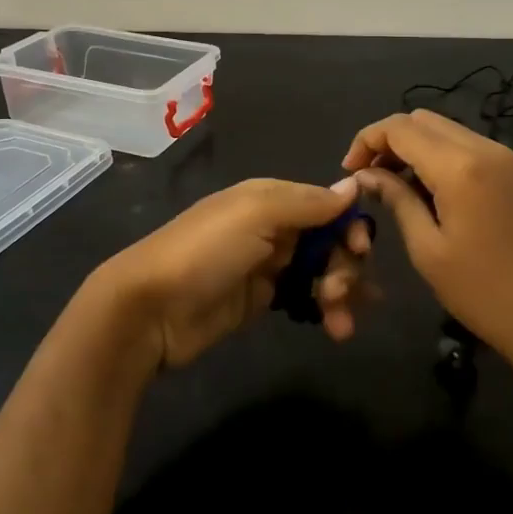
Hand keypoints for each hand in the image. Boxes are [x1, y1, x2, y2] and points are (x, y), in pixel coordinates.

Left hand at [92, 177, 377, 369]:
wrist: (150, 309)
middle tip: (339, 291)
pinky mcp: (262, 300)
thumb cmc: (205, 252)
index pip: (325, 203)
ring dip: (341, 291)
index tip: (362, 249)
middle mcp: (272, 227)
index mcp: (269, 198)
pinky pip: (306, 298)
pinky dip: (326, 310)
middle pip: (328, 239)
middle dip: (346, 264)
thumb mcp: (254, 214)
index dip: (349, 224)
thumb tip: (353, 186)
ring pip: (321, 271)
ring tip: (340, 322)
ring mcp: (266, 265)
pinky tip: (337, 328)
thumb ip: (307, 202)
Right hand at [342, 110, 512, 373]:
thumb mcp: (427, 248)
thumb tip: (366, 175)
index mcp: (459, 167)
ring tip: (393, 186)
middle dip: (388, 140)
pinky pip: (466, 146)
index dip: (367, 140)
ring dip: (413, 147)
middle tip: (369, 178)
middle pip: (422, 120)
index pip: (400, 128)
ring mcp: (505, 159)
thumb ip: (396, 199)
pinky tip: (427, 191)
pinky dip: (438, 156)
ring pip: (444, 130)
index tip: (349, 171)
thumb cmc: (482, 292)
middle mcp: (484, 149)